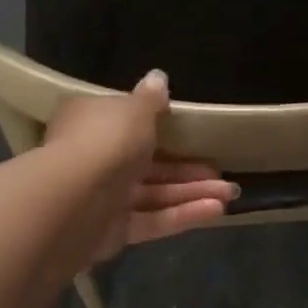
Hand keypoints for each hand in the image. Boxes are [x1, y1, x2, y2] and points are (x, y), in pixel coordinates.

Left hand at [43, 70, 238, 259]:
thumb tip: (158, 77)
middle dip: (188, 168)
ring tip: (231, 193)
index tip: (192, 132)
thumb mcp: (134, 110)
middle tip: (222, 171)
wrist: (75, 200)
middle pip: (148, 162)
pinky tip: (217, 210)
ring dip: (193, 192)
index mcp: (93, 123)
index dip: (160, 126)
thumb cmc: (106, 141)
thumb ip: (150, 99)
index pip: (126, 122)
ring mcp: (104, 197)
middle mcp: (95, 159)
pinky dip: (183, 214)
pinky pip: (153, 219)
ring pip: (155, 193)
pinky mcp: (114, 230)